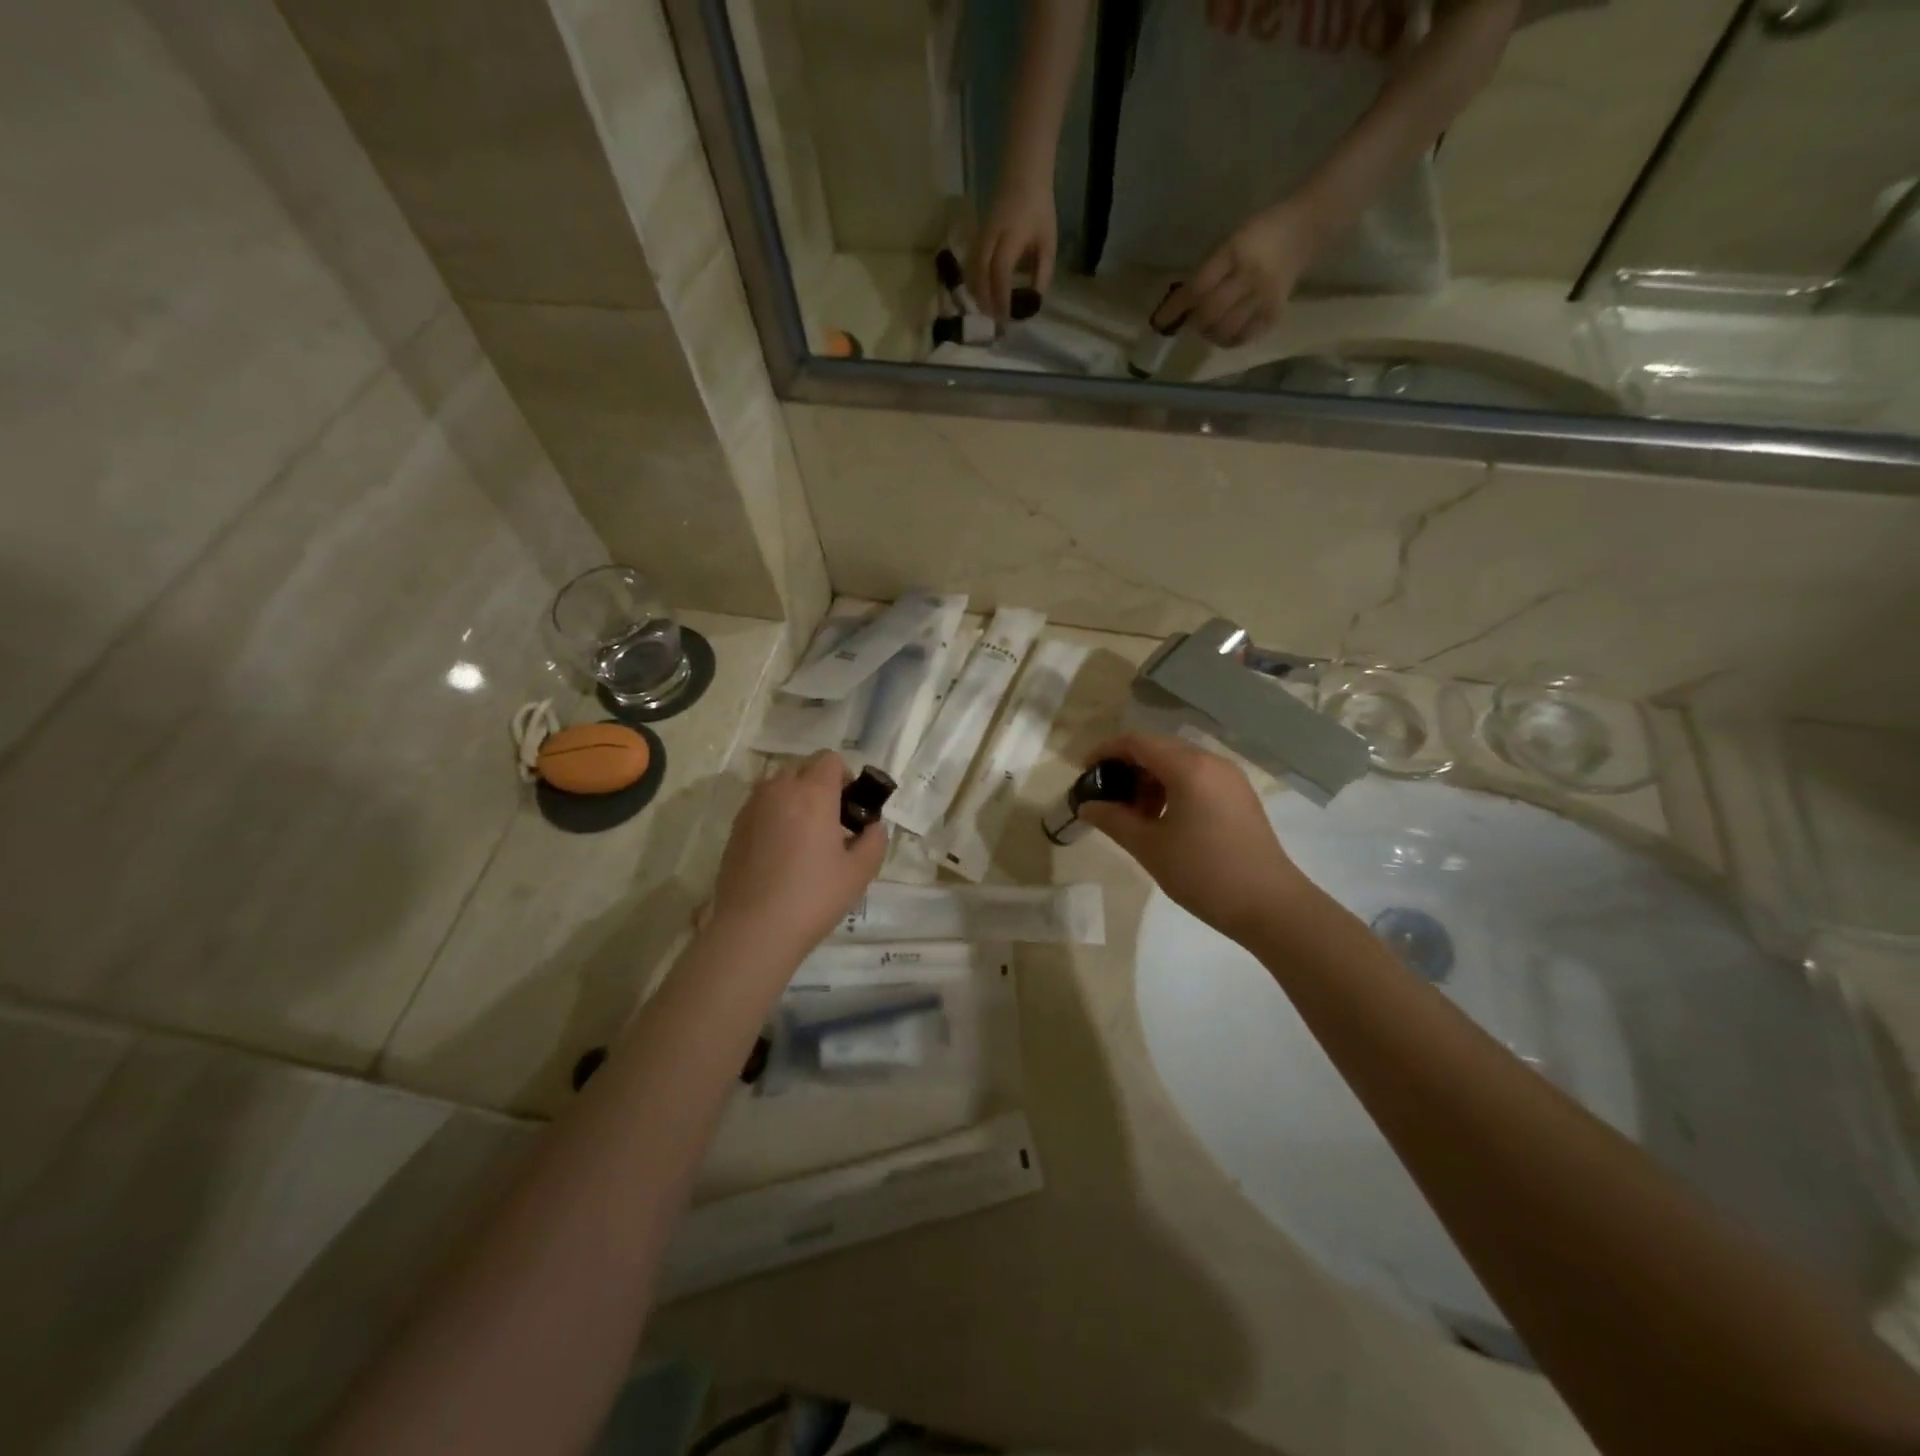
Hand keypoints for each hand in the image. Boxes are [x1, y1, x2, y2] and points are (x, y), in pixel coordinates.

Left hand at [708, 752, 885, 966]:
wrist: (754, 929)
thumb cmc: (814, 897)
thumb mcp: (860, 872)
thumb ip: (874, 841)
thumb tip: (873, 827)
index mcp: (813, 793)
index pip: (830, 759)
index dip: (845, 777)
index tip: (850, 807)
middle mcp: (779, 790)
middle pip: (803, 768)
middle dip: (819, 785)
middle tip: (831, 822)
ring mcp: (752, 807)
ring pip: (778, 785)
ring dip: (795, 797)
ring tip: (804, 835)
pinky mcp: (735, 828)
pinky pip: (761, 806)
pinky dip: (774, 815)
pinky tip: (780, 851)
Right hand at [970, 176, 1056, 320]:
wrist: (1022, 175)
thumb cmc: (1039, 210)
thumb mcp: (1048, 242)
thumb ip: (1042, 272)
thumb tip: (1034, 300)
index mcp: (1010, 237)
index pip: (1000, 272)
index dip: (1002, 297)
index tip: (1008, 316)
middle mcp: (990, 238)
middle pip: (980, 274)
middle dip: (986, 300)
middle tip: (996, 319)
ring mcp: (980, 237)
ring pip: (971, 271)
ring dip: (977, 294)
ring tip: (988, 311)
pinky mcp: (976, 237)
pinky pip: (970, 265)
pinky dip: (974, 283)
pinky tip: (981, 294)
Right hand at [1077, 734, 1318, 942]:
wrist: (1270, 905)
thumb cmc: (1204, 873)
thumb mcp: (1149, 847)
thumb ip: (1112, 820)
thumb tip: (1086, 806)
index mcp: (1188, 767)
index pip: (1137, 742)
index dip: (1106, 751)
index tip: (1084, 771)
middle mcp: (1211, 762)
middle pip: (1158, 748)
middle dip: (1127, 767)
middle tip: (1105, 795)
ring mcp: (1230, 778)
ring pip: (1178, 763)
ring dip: (1150, 779)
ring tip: (1132, 814)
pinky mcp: (1239, 796)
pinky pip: (1197, 778)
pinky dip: (1172, 788)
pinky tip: (1162, 819)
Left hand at [1157, 201, 1322, 347]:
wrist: (1305, 228)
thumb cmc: (1260, 233)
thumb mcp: (1230, 241)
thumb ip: (1208, 271)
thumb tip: (1181, 306)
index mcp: (1235, 252)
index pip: (1197, 287)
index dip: (1175, 308)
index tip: (1159, 322)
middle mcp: (1250, 276)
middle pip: (1210, 313)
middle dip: (1194, 322)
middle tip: (1190, 322)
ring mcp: (1265, 297)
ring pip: (1226, 330)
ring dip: (1209, 334)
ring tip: (1208, 327)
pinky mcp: (1275, 312)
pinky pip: (1244, 337)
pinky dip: (1229, 340)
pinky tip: (1225, 333)